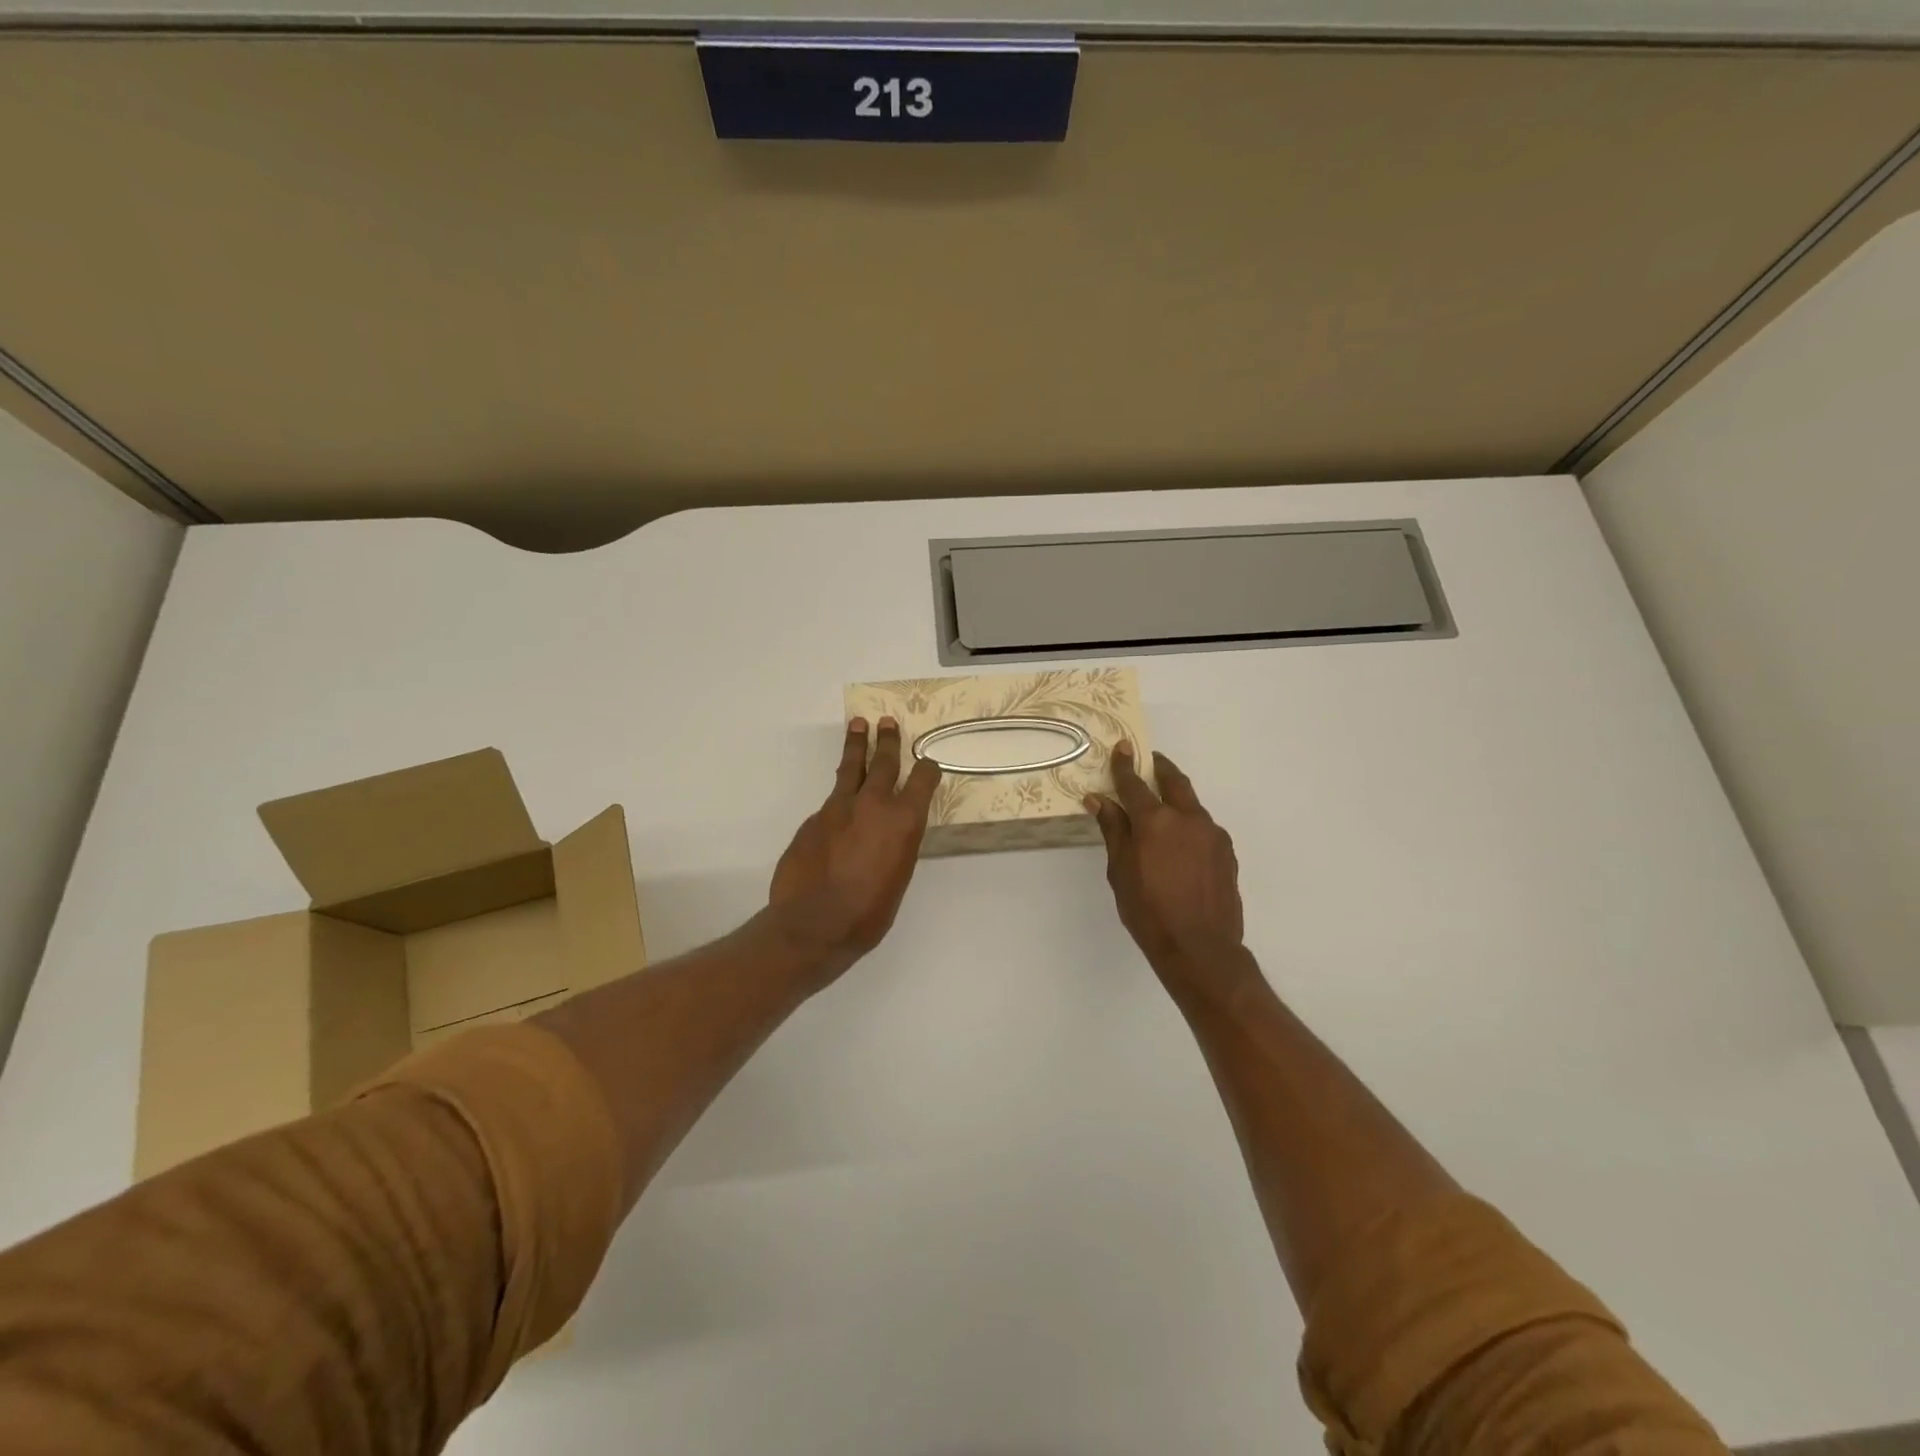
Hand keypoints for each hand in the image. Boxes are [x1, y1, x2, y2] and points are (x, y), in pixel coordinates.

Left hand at [769, 717, 941, 984]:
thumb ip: (896, 847)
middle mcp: (873, 804)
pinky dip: (839, 797)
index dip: (927, 770)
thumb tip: (888, 835)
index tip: (928, 764)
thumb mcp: (898, 878)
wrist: (813, 923)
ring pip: (851, 769)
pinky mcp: (813, 819)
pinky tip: (838, 805)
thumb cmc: (868, 913)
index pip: (922, 781)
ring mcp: (838, 808)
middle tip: (887, 722)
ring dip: (857, 746)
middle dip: (887, 741)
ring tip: (858, 725)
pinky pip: (831, 801)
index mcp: (903, 820)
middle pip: (883, 762)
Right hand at [1087, 744, 1245, 978]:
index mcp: (1155, 821)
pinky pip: (1204, 828)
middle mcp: (1188, 818)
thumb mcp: (1120, 871)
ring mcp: (1212, 834)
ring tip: (1163, 811)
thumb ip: (1113, 830)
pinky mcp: (1227, 852)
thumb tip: (1098, 799)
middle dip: (1159, 768)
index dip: (1125, 765)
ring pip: (1192, 805)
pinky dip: (1189, 825)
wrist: (1200, 948)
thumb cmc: (1148, 911)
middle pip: (1174, 781)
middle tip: (1149, 762)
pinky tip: (1181, 845)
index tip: (1122, 746)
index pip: (1135, 783)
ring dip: (1176, 799)